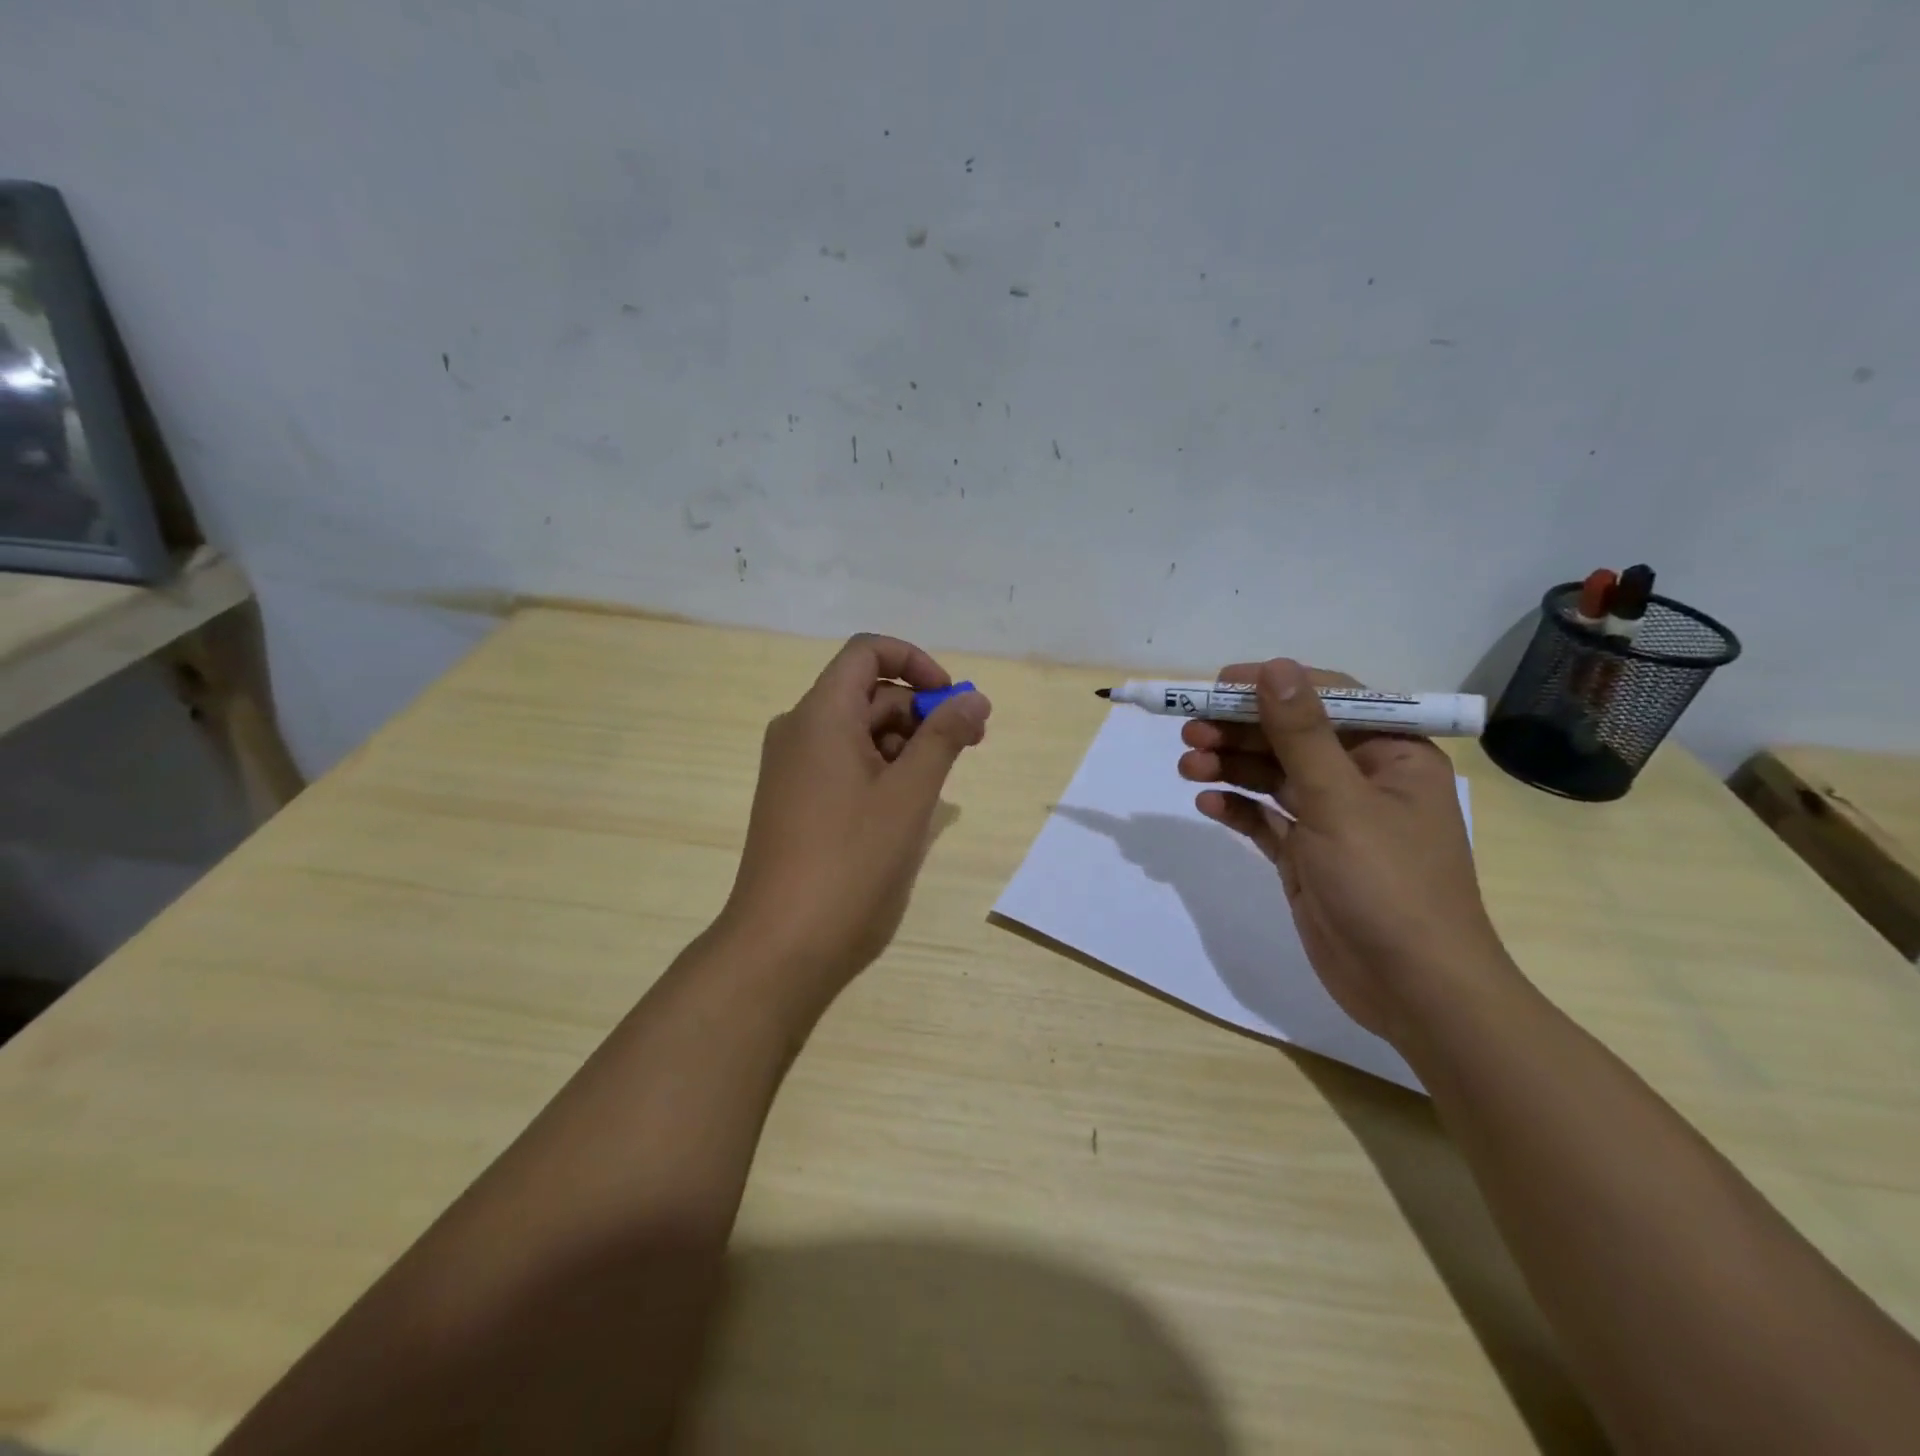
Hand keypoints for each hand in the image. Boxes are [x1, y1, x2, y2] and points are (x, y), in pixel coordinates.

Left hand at [716, 634, 990, 999]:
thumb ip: (944, 738)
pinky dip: (882, 773)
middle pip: (868, 694)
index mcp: (820, 716)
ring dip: (906, 746)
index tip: (953, 701)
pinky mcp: (795, 803)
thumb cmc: (851, 864)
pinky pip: (844, 766)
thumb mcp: (910, 795)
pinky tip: (906, 811)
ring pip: (859, 733)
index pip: (867, 652)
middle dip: (922, 711)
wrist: (781, 948)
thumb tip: (974, 697)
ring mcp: (793, 770)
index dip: (916, 663)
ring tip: (938, 788)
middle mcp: (799, 731)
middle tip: (968, 748)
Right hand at [1176, 658, 1509, 1044]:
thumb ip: (1302, 733)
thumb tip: (1275, 667)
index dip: (1271, 687)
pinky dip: (1237, 808)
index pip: (1327, 699)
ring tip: (1188, 768)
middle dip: (1240, 732)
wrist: (1413, 991)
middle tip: (1189, 734)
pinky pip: (1266, 819)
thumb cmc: (1387, 884)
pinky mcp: (1308, 857)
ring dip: (1231, 768)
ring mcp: (1333, 820)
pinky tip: (1208, 804)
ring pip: (1273, 777)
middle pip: (1291, 738)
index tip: (1215, 687)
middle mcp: (1363, 779)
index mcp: (1392, 754)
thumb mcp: (1340, 801)